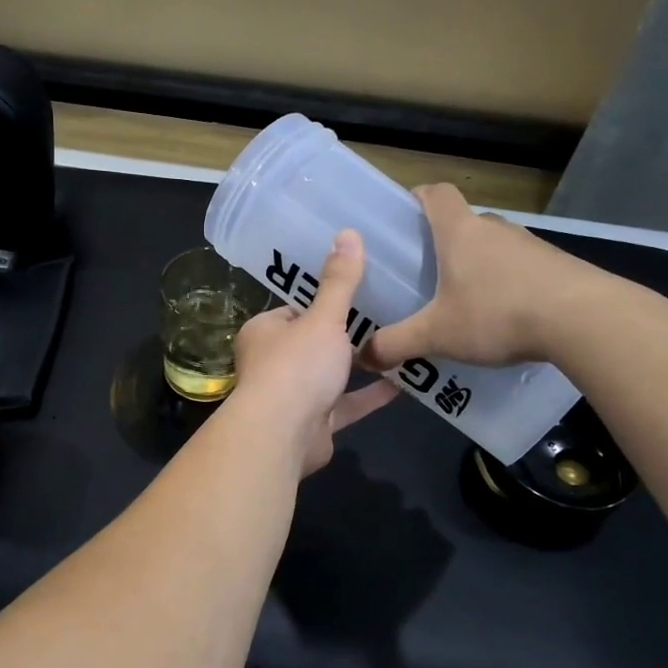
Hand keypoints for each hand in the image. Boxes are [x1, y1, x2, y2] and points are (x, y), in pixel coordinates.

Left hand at [227, 230, 397, 474]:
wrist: (282, 435)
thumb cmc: (296, 366)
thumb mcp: (323, 318)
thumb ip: (339, 282)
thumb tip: (348, 232)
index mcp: (264, 332)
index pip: (294, 309)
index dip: (323, 302)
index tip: (357, 292)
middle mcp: (272, 363)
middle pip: (312, 343)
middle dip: (344, 335)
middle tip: (387, 314)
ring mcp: (292, 396)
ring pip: (329, 376)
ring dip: (358, 365)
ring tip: (398, 344)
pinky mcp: (313, 424)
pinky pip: (344, 405)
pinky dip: (368, 396)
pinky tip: (403, 383)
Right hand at [361, 184, 615, 369]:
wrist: (586, 320)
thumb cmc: (498, 313)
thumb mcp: (437, 335)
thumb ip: (396, 344)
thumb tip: (362, 356)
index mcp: (460, 232)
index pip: (435, 193)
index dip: (416, 197)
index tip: (402, 217)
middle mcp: (495, 229)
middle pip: (462, 223)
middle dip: (441, 244)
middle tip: (422, 276)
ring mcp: (530, 246)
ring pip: (492, 248)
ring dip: (476, 267)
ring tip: (460, 303)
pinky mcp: (556, 267)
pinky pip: (519, 269)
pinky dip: (505, 285)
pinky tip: (501, 319)